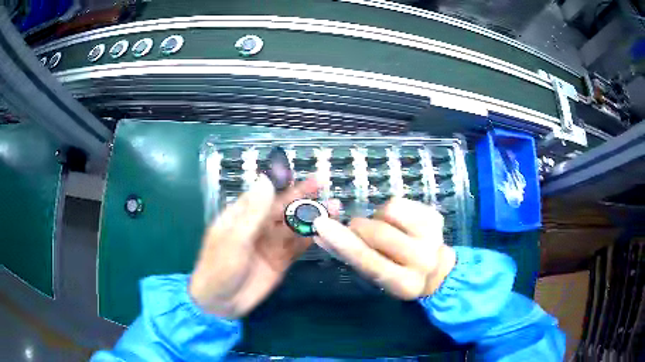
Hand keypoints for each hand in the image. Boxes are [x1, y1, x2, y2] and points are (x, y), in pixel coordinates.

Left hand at [189, 174, 318, 318]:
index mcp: (242, 215)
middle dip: (303, 196)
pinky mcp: (281, 260)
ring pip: (294, 225)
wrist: (221, 302)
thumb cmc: (219, 267)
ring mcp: (271, 243)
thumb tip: (266, 180)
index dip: (285, 182)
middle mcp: (258, 226)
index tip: (300, 173)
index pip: (266, 193)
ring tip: (334, 207)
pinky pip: (298, 246)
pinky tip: (326, 230)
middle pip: (284, 207)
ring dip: (312, 216)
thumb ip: (253, 212)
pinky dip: (311, 237)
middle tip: (324, 184)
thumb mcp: (234, 239)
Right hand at [313, 198, 455, 299]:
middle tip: (357, 230)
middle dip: (358, 227)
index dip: (341, 241)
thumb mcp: (373, 275)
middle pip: (377, 232)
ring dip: (378, 217)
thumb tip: (319, 233)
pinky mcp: (435, 216)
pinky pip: (400, 201)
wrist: (436, 270)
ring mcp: (433, 235)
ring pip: (389, 210)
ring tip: (385, 229)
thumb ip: (347, 256)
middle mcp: (422, 260)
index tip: (321, 223)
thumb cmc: (396, 274)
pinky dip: (391, 209)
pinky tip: (399, 223)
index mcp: (403, 283)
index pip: (367, 260)